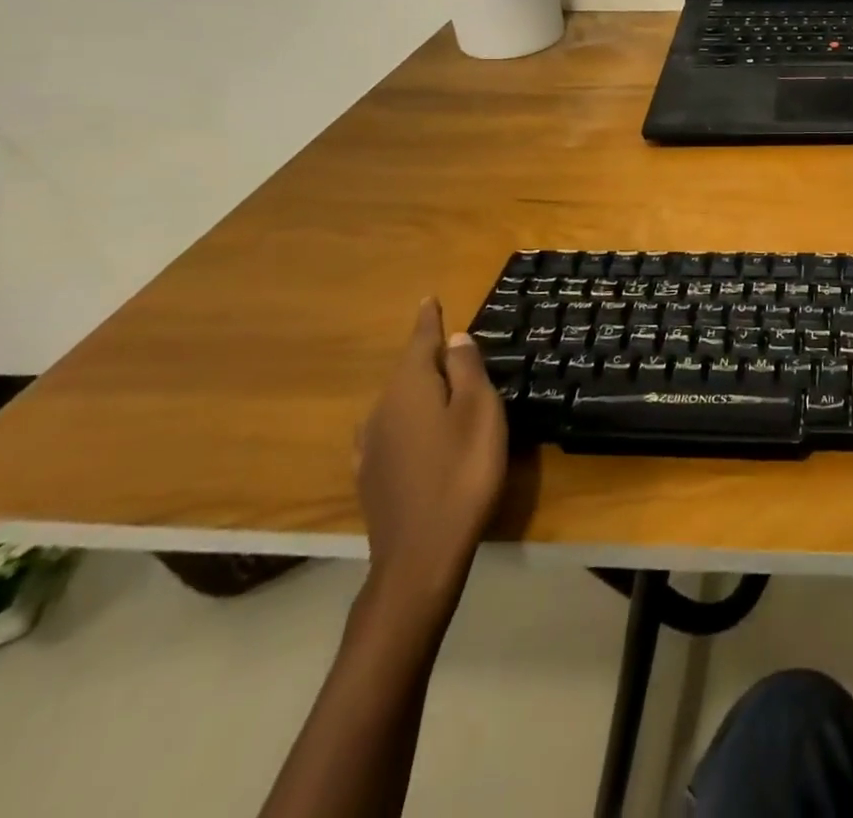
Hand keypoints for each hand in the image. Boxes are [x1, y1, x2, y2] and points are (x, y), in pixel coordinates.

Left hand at [356, 299, 506, 609]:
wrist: (421, 554)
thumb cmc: (462, 472)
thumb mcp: (479, 412)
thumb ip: (467, 371)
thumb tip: (455, 338)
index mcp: (410, 388)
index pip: (420, 342)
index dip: (428, 320)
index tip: (428, 298)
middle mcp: (382, 410)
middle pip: (408, 371)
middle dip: (428, 356)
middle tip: (452, 345)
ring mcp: (372, 445)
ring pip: (397, 402)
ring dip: (418, 389)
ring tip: (439, 386)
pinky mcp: (372, 476)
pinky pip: (390, 430)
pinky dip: (406, 420)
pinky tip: (409, 431)